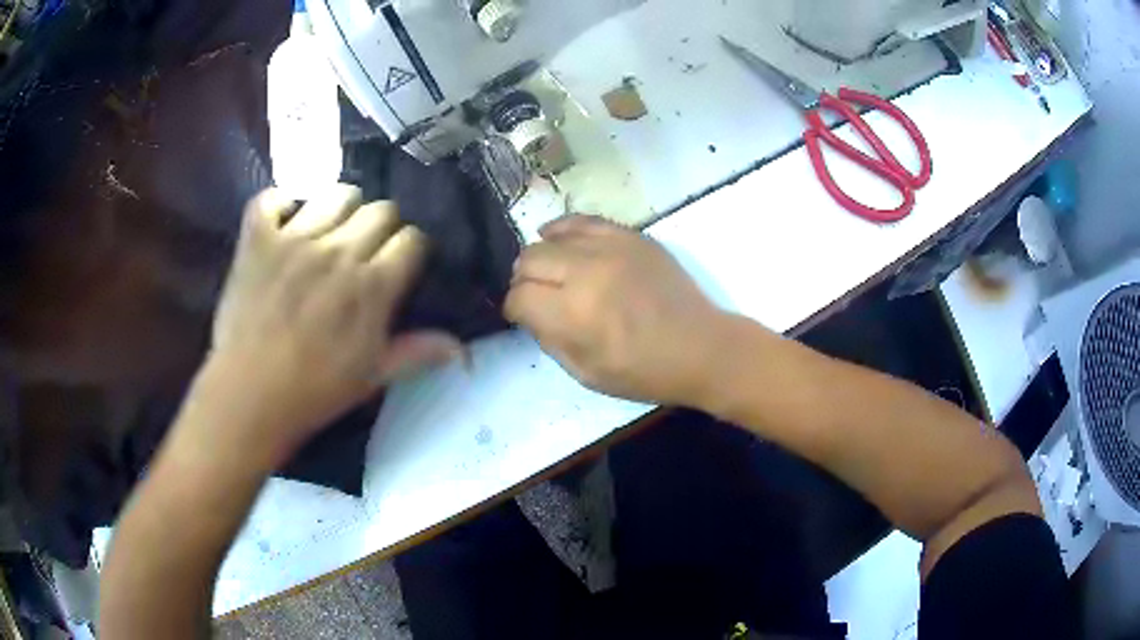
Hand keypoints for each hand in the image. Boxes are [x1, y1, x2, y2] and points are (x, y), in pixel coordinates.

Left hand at [200, 185, 459, 460]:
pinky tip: (284, 222)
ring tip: (330, 232)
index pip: (413, 238)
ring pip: (336, 192)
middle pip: (381, 209)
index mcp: (373, 285)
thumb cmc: (315, 391)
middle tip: (366, 251)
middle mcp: (338, 251)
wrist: (249, 397)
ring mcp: (294, 239)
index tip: (401, 264)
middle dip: (382, 227)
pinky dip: (281, 203)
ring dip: (341, 209)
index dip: (412, 249)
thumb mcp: (373, 377)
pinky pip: (273, 196)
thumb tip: (463, 349)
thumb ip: (417, 352)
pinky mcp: (257, 238)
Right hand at [505, 215, 726, 404]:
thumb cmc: (644, 371)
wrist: (701, 347)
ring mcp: (610, 247)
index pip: (519, 296)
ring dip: (542, 257)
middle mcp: (586, 271)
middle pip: (528, 260)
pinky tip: (559, 239)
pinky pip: (581, 220)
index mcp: (574, 313)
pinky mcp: (629, 235)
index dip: (514, 309)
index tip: (522, 316)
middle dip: (523, 281)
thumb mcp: (586, 374)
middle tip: (536, 296)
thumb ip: (549, 340)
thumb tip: (530, 313)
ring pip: (549, 238)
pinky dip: (563, 230)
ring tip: (551, 273)